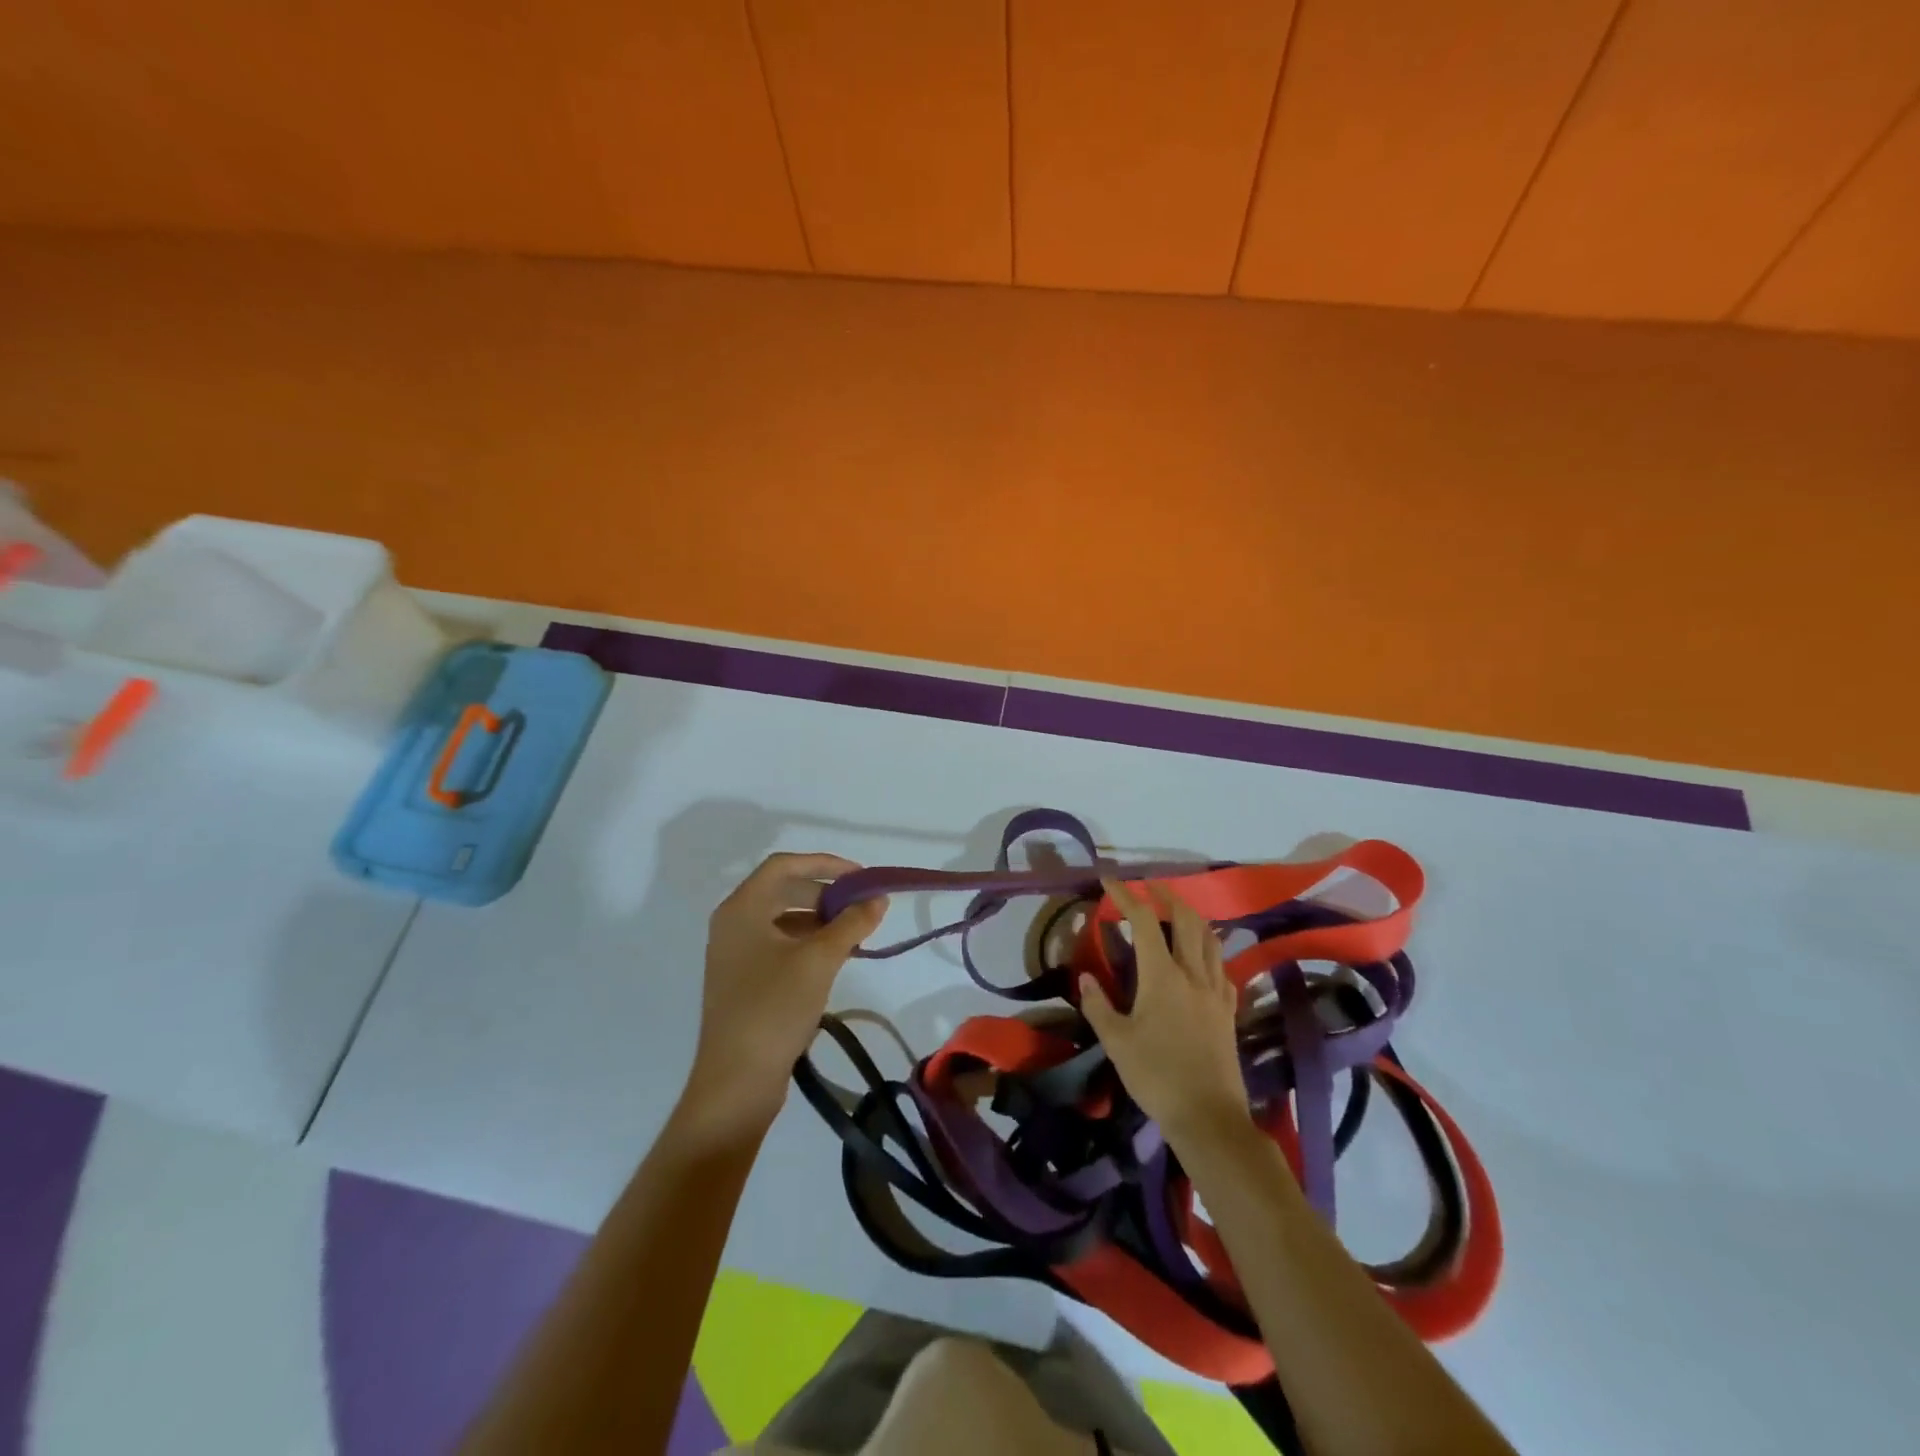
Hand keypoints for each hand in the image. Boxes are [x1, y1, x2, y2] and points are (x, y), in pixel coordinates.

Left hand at [679, 853, 887, 1142]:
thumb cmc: (774, 1008)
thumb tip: (878, 898)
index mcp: (742, 908)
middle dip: (825, 892)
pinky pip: (779, 944)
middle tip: (861, 905)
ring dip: (819, 918)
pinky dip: (808, 942)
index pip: (785, 865)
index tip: (860, 876)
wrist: (736, 1081)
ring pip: (783, 918)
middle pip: (783, 889)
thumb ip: (851, 923)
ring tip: (855, 931)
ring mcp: (735, 953)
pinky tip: (834, 957)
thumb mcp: (819, 960)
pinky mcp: (743, 979)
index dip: (825, 863)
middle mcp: (734, 923)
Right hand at [1079, 878, 1250, 1150]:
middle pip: (1186, 919)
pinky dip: (1209, 952)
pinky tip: (1201, 961)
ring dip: (1193, 918)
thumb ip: (1098, 1005)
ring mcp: (1216, 991)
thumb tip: (1085, 977)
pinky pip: (1221, 968)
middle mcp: (1193, 974)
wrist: (1208, 1116)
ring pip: (1210, 939)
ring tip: (1177, 914)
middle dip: (1167, 896)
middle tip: (1150, 887)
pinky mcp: (1228, 1011)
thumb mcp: (1116, 1042)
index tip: (1109, 881)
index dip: (1126, 896)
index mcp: (1162, 976)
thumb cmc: (1156, 1076)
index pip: (1143, 921)